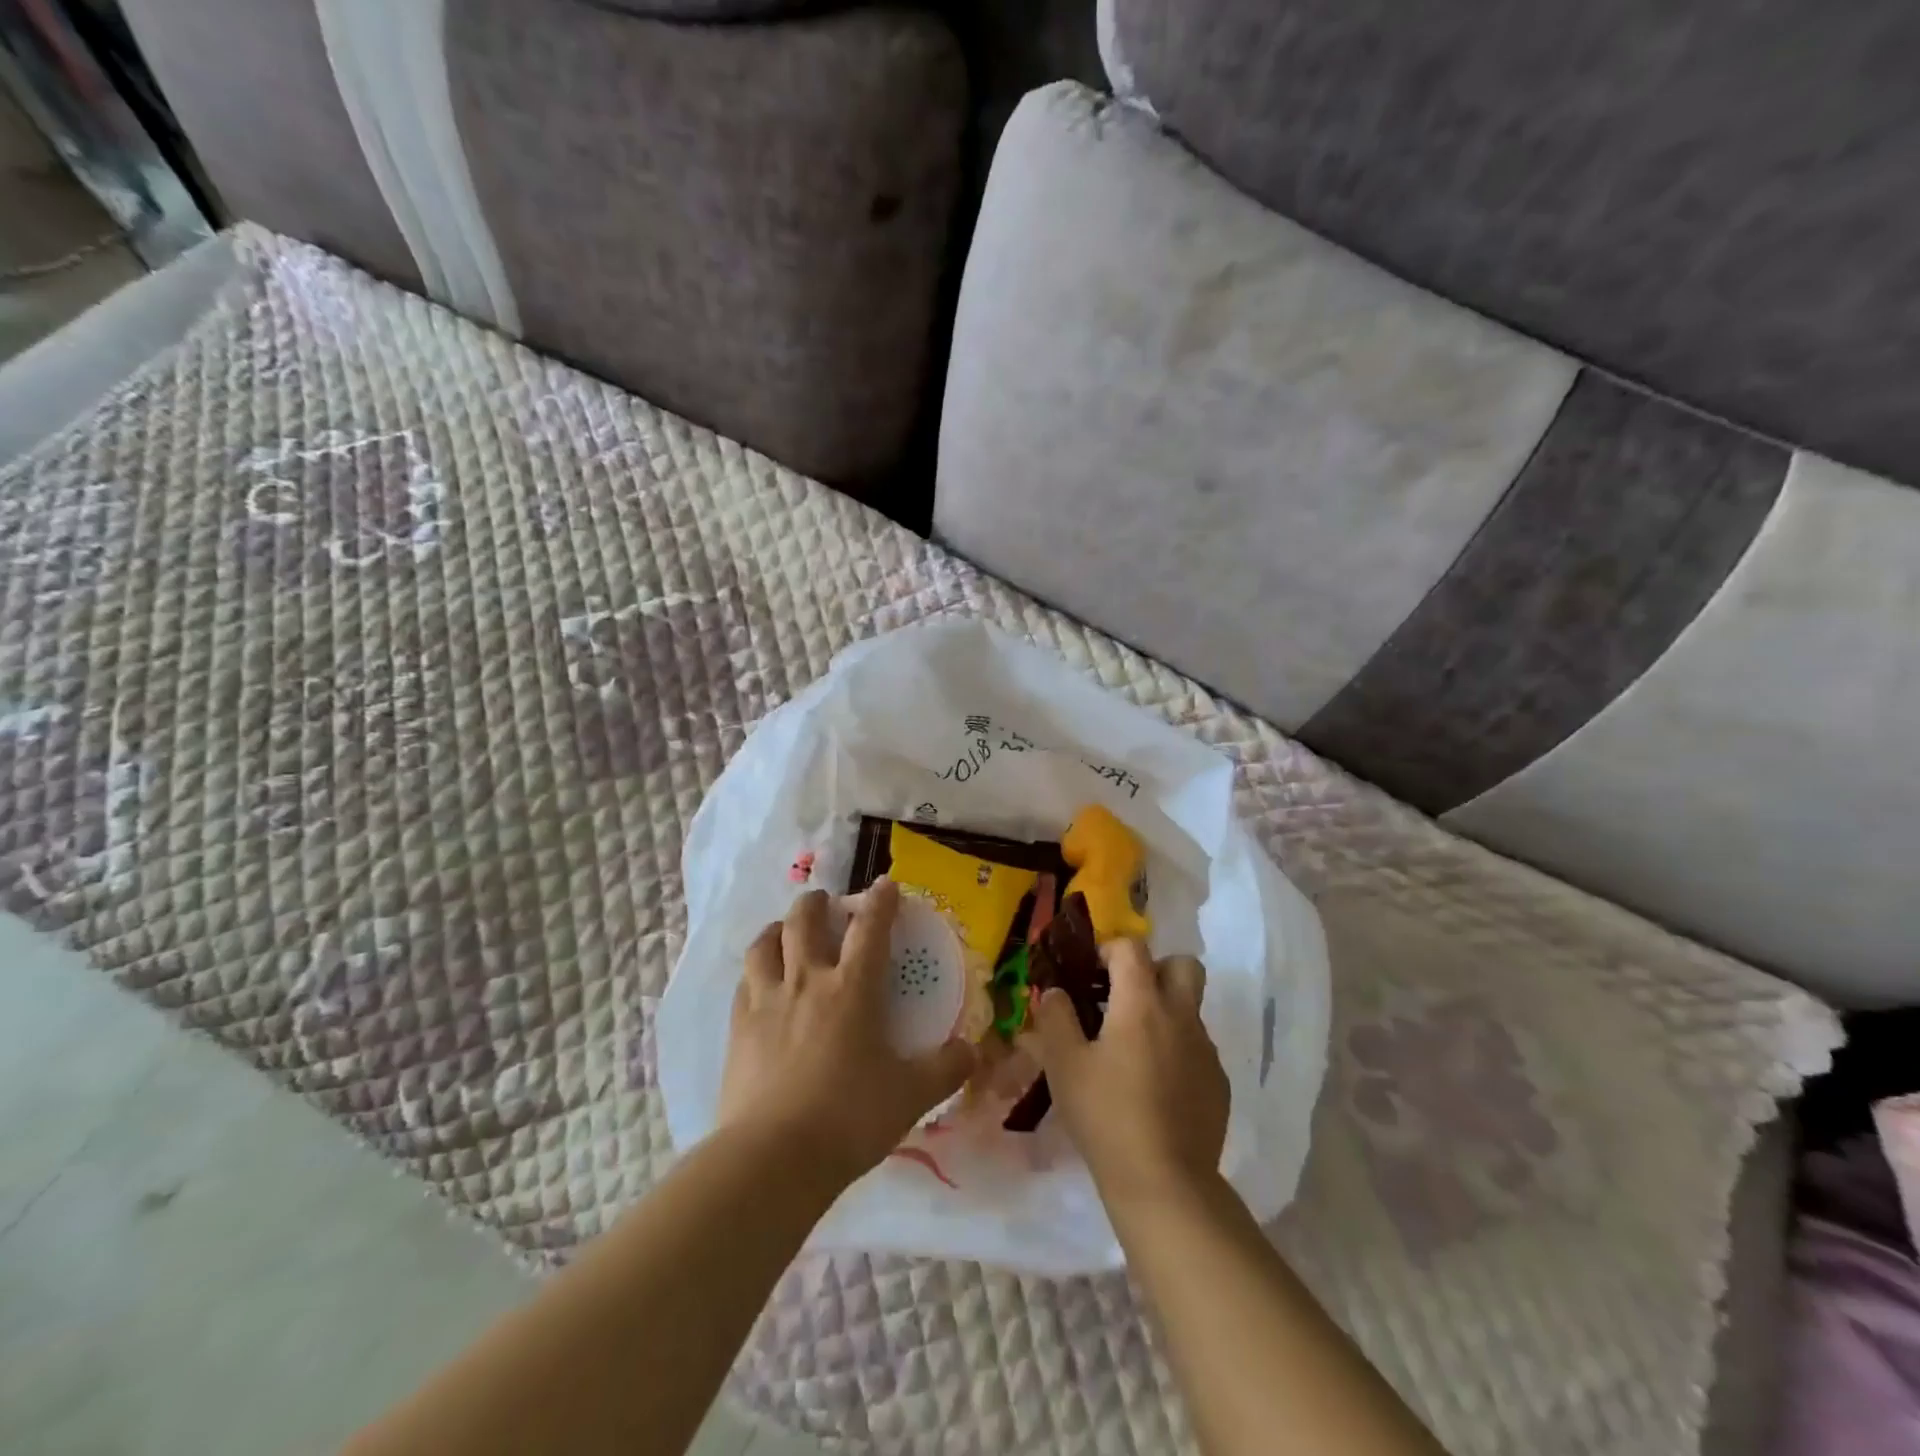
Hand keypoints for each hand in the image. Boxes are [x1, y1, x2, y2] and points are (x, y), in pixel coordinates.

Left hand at [718, 882, 975, 1186]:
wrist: (774, 1157)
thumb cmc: (849, 1118)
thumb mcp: (910, 1096)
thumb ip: (946, 1069)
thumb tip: (972, 1052)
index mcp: (852, 989)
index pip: (870, 929)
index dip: (880, 901)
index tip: (885, 884)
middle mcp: (807, 982)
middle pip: (805, 921)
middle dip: (816, 903)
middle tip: (825, 903)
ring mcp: (766, 1002)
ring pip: (764, 945)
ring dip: (778, 929)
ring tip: (785, 932)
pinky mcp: (738, 1028)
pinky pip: (744, 983)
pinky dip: (755, 972)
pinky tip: (759, 983)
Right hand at [1023, 941, 1228, 1208]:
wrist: (1165, 1184)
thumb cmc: (1106, 1116)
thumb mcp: (1064, 1065)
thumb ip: (1055, 1018)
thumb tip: (1055, 991)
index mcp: (1142, 1003)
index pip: (1132, 948)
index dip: (1109, 950)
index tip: (1090, 974)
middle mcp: (1181, 1016)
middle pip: (1181, 965)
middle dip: (1154, 970)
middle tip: (1125, 998)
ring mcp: (1205, 1050)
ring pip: (1189, 1009)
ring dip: (1164, 1013)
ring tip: (1132, 1051)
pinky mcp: (1218, 1084)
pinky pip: (1197, 1048)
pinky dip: (1176, 1051)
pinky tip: (1154, 1088)